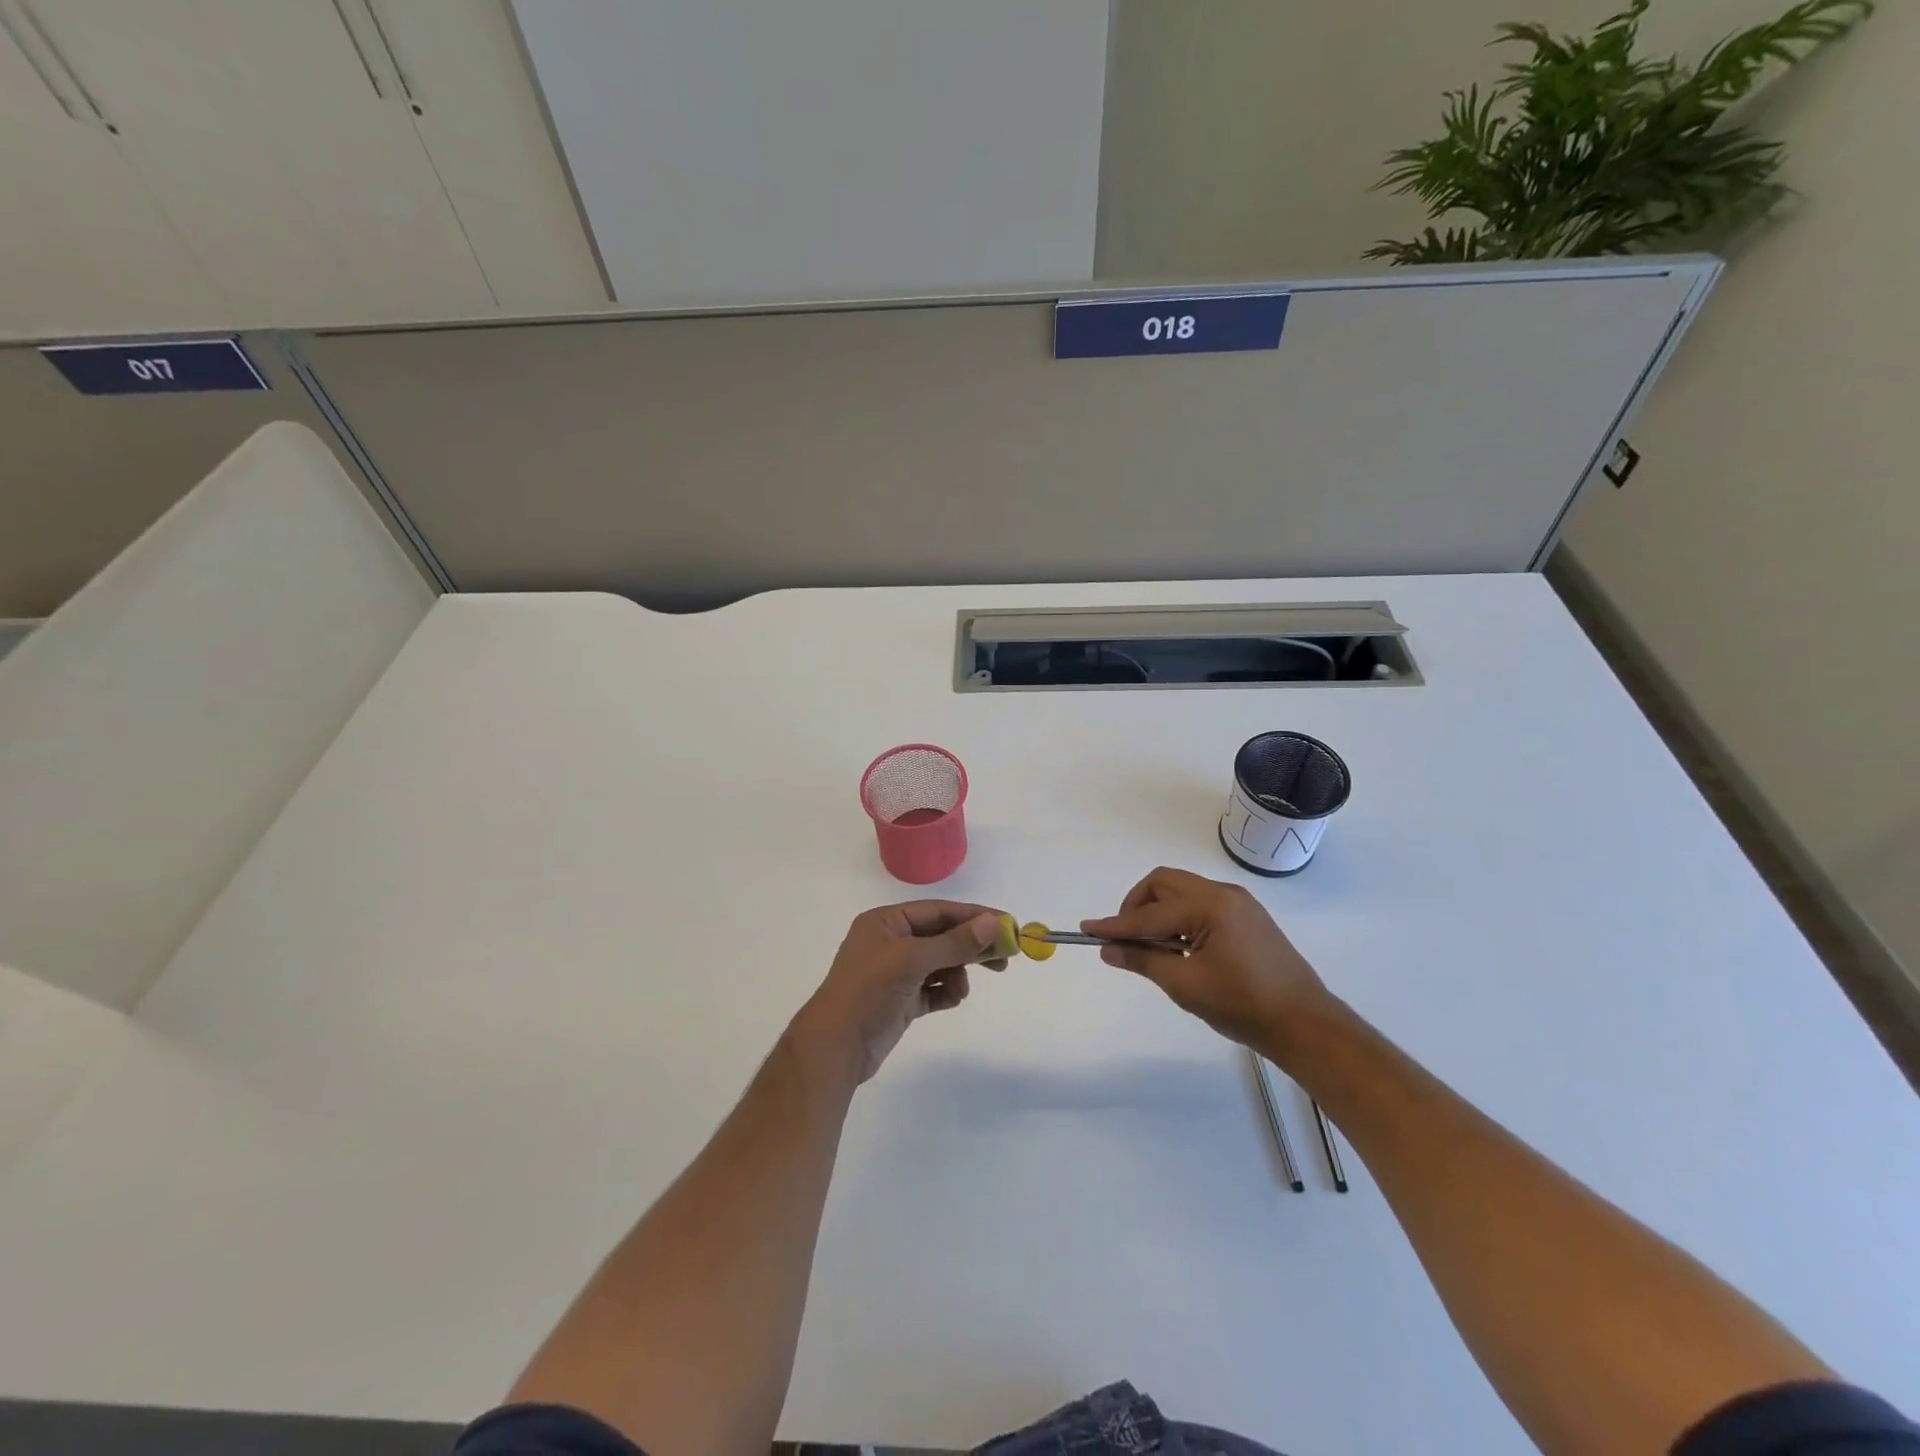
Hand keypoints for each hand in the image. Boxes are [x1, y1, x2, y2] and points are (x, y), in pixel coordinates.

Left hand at [793, 902, 1007, 1084]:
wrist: (835, 1048)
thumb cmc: (869, 991)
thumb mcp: (912, 960)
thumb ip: (954, 942)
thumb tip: (993, 923)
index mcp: (886, 922)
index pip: (938, 911)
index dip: (973, 916)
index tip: (1006, 925)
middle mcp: (890, 942)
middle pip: (942, 936)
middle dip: (970, 946)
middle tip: (1004, 957)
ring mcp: (895, 973)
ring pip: (940, 964)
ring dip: (957, 973)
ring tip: (960, 989)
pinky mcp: (901, 1000)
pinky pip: (934, 988)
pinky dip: (946, 991)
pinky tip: (951, 999)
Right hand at [1083, 867, 1332, 1049]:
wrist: (1305, 1024)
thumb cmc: (1243, 1005)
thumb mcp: (1185, 985)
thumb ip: (1143, 960)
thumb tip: (1108, 949)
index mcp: (1209, 906)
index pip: (1150, 913)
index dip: (1116, 924)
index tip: (1087, 928)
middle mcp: (1223, 894)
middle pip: (1164, 883)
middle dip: (1137, 906)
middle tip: (1127, 938)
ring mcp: (1238, 903)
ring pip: (1182, 891)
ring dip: (1159, 911)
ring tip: (1153, 947)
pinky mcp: (1246, 917)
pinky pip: (1200, 903)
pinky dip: (1179, 917)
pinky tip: (1178, 947)